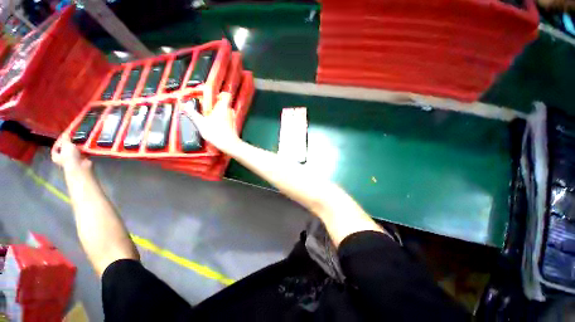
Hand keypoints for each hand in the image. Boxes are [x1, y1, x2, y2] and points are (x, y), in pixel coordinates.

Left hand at [52, 135, 90, 170]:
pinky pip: (83, 153)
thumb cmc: (69, 156)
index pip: (56, 147)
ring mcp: (73, 160)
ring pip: (75, 150)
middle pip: (66, 148)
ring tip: (82, 141)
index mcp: (56, 156)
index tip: (65, 136)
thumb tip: (65, 133)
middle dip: (71, 143)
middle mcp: (63, 158)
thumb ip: (65, 138)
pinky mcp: (82, 160)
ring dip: (79, 146)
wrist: (80, 166)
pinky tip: (88, 146)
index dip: (60, 141)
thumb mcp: (66, 144)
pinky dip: (85, 149)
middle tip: (75, 138)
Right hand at [184, 93, 242, 153]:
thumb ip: (192, 113)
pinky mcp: (234, 125)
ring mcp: (233, 119)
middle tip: (207, 110)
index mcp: (223, 107)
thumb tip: (184, 105)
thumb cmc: (215, 132)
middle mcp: (230, 111)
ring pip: (226, 112)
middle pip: (224, 104)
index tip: (213, 97)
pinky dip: (223, 120)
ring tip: (211, 120)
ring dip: (219, 114)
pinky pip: (228, 119)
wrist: (229, 144)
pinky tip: (217, 127)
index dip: (221, 94)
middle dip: (216, 106)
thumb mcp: (201, 123)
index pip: (226, 95)